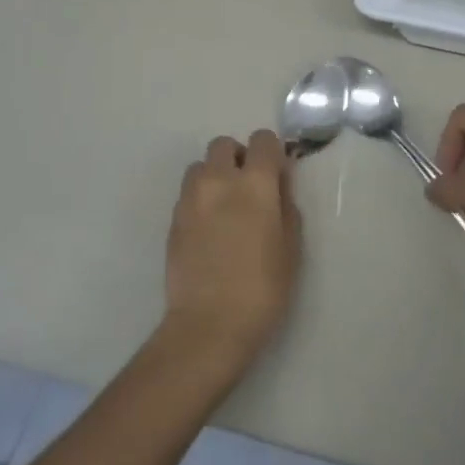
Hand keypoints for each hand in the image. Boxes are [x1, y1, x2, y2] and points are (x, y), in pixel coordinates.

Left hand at [164, 131, 300, 373]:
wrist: (209, 324)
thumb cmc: (262, 288)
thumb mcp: (291, 247)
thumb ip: (285, 205)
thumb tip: (278, 186)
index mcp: (254, 182)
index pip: (262, 140)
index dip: (271, 153)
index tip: (276, 176)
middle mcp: (218, 180)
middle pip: (224, 144)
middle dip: (238, 157)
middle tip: (249, 189)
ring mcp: (190, 198)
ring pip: (200, 166)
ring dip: (215, 176)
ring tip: (225, 208)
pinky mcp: (173, 219)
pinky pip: (188, 194)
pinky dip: (201, 199)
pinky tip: (210, 230)